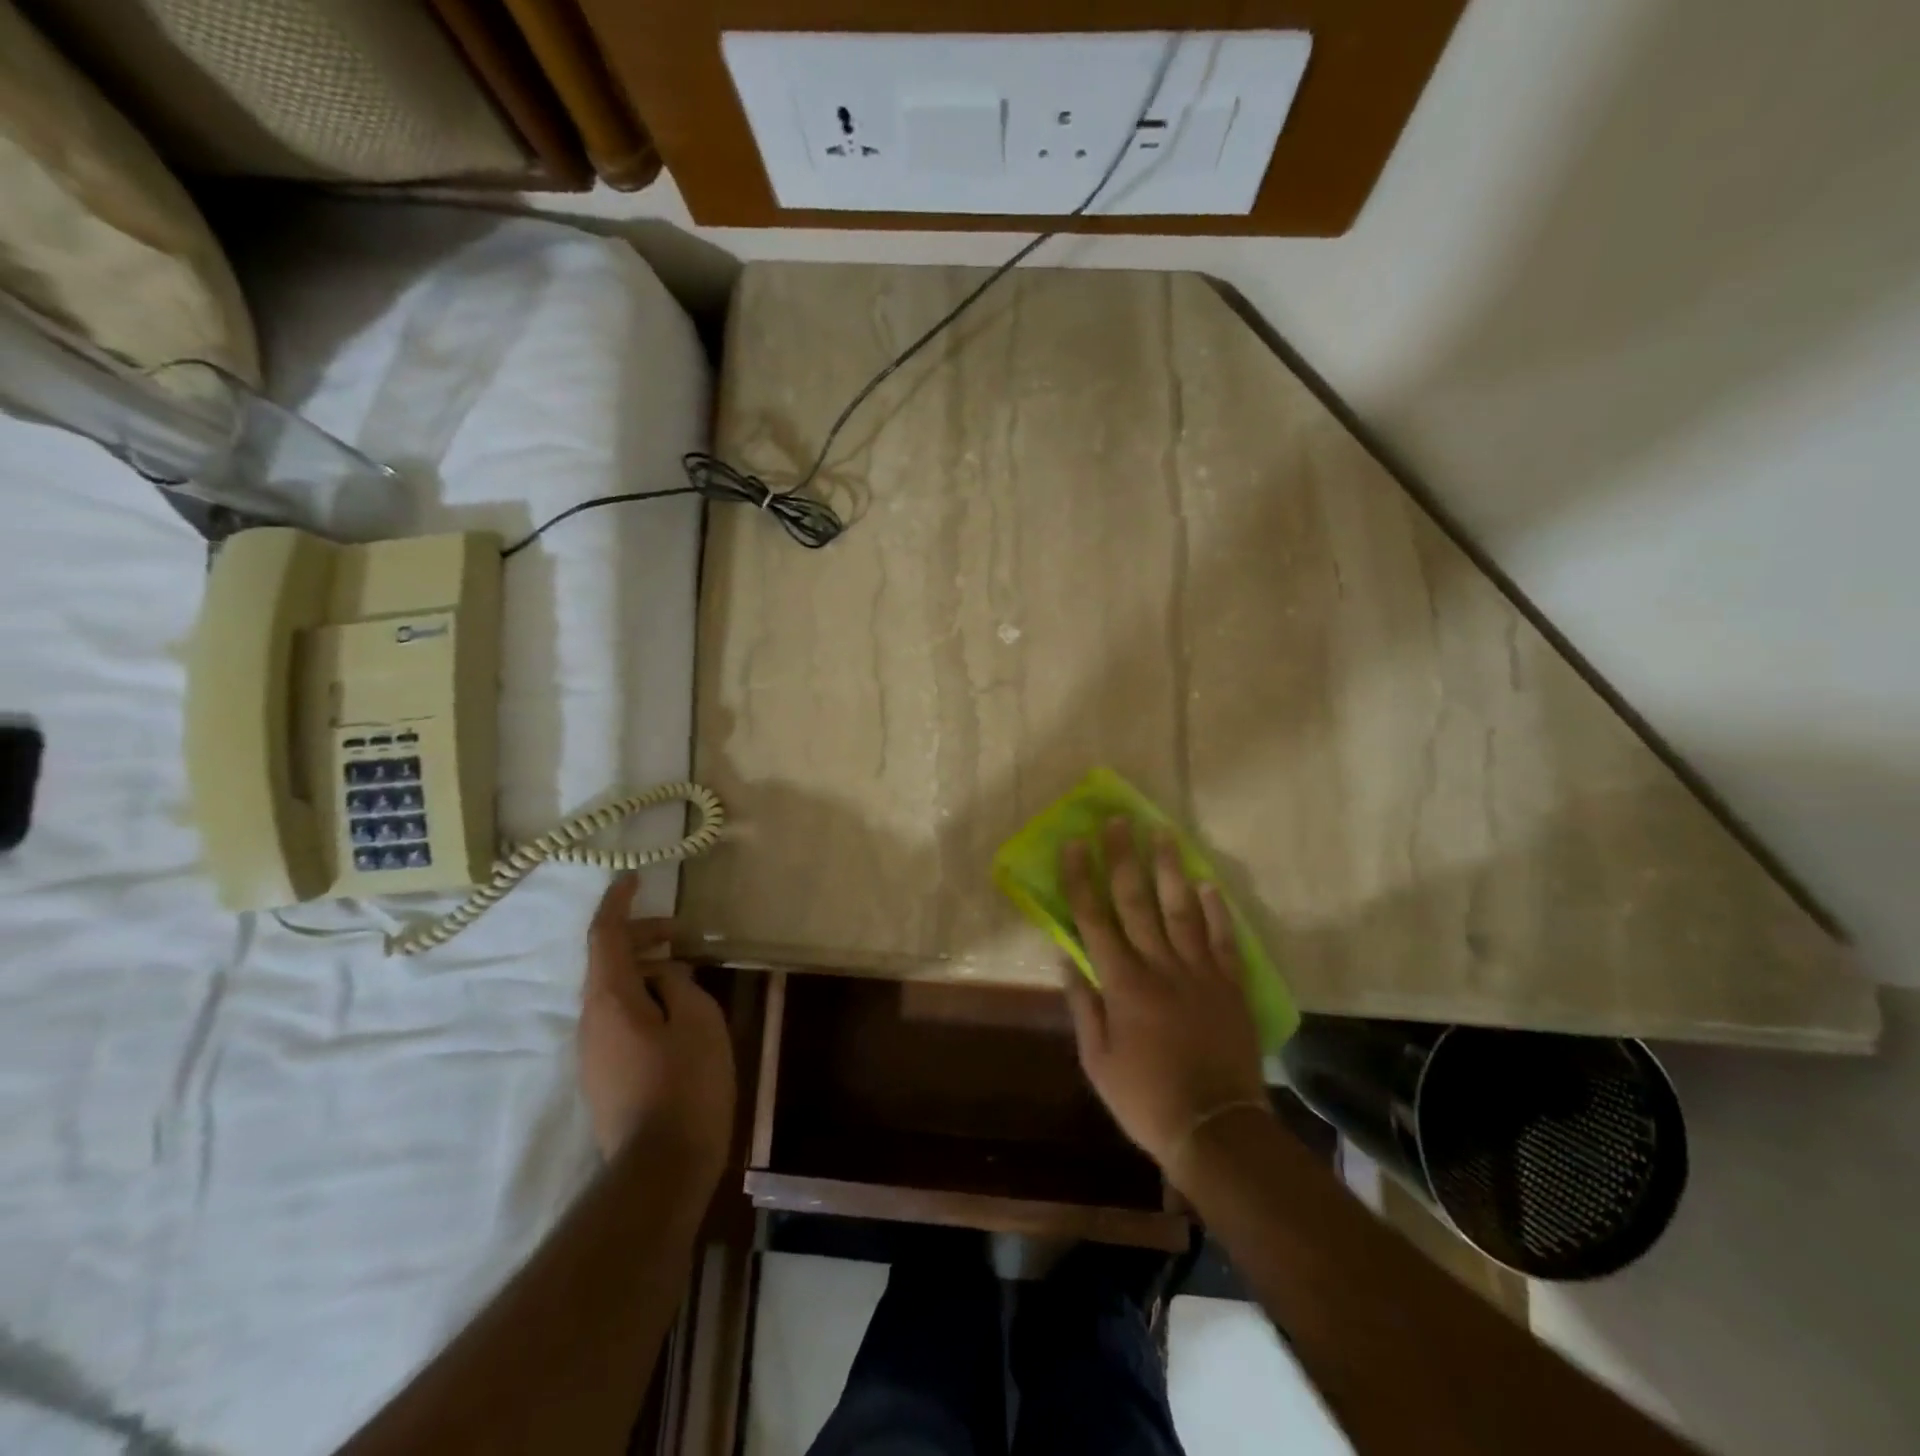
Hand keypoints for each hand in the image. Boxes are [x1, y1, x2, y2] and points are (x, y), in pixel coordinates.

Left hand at [580, 873, 736, 1177]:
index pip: (604, 936)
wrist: (659, 1170)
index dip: (618, 903)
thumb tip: (664, 976)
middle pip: (607, 964)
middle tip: (681, 932)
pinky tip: (676, 1014)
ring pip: (614, 994)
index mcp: (610, 1000)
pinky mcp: (604, 1077)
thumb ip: (679, 985)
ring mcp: (592, 1054)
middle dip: (641, 938)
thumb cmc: (686, 1085)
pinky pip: (619, 1020)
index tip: (632, 879)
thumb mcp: (698, 1021)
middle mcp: (590, 1022)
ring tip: (685, 973)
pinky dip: (644, 1001)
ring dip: (645, 972)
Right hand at [1060, 819, 1271, 1183]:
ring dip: (1169, 868)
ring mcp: (1199, 972)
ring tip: (1163, 832)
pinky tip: (1209, 883)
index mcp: (1122, 983)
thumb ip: (1083, 1004)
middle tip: (1118, 820)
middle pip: (1137, 901)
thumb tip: (1066, 958)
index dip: (1082, 878)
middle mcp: (1159, 966)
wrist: (1215, 1127)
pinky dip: (1217, 910)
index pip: (1095, 918)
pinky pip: (1223, 939)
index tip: (1075, 843)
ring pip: (1181, 909)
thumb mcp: (1096, 1060)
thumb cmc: (1145, 1097)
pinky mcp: (1230, 985)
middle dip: (1124, 857)